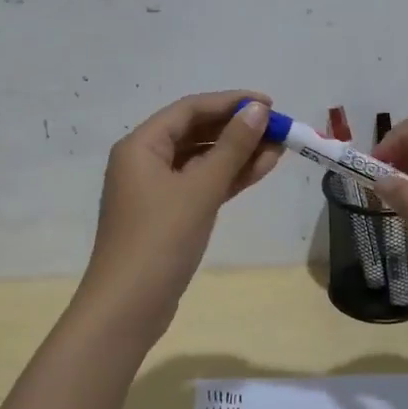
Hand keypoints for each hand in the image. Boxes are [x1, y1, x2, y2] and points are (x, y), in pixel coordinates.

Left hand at [78, 91, 280, 334]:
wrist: (128, 306)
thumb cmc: (160, 239)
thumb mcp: (200, 189)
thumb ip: (232, 147)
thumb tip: (258, 110)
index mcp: (141, 145)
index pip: (190, 109)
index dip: (230, 102)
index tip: (269, 104)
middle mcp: (144, 161)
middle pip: (195, 132)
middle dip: (237, 129)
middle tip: (278, 129)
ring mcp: (155, 190)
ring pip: (201, 160)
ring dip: (237, 154)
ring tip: (278, 149)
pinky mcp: (168, 215)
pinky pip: (200, 184)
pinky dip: (227, 178)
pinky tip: (259, 170)